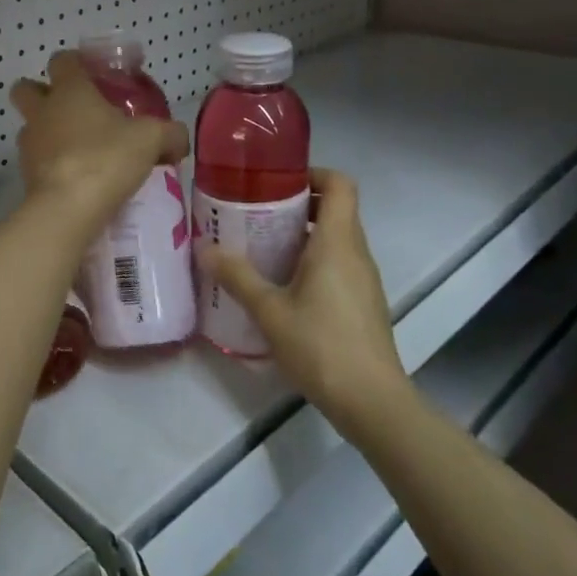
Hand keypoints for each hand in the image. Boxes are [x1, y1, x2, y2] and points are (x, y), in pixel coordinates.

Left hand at [10, 51, 188, 234]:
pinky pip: (35, 159)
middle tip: (74, 108)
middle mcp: (42, 111)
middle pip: (26, 88)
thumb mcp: (151, 140)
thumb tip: (178, 139)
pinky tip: (75, 177)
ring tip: (78, 148)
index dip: (76, 62)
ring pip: (30, 126)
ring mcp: (29, 143)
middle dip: (42, 92)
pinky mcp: (25, 174)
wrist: (67, 209)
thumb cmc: (107, 159)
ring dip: (47, 131)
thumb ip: (170, 134)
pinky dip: (50, 163)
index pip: (62, 60)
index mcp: (69, 90)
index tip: (94, 73)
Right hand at [197, 169, 404, 416]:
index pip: (340, 184)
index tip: (278, 181)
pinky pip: (339, 264)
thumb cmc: (321, 345)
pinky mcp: (364, 303)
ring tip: (263, 247)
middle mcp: (356, 253)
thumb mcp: (269, 310)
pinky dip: (314, 260)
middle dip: (298, 204)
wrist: (371, 401)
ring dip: (304, 234)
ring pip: (337, 238)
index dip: (313, 173)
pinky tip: (283, 285)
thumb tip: (205, 248)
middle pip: (336, 209)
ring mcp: (364, 279)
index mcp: (337, 242)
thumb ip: (237, 276)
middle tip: (257, 212)